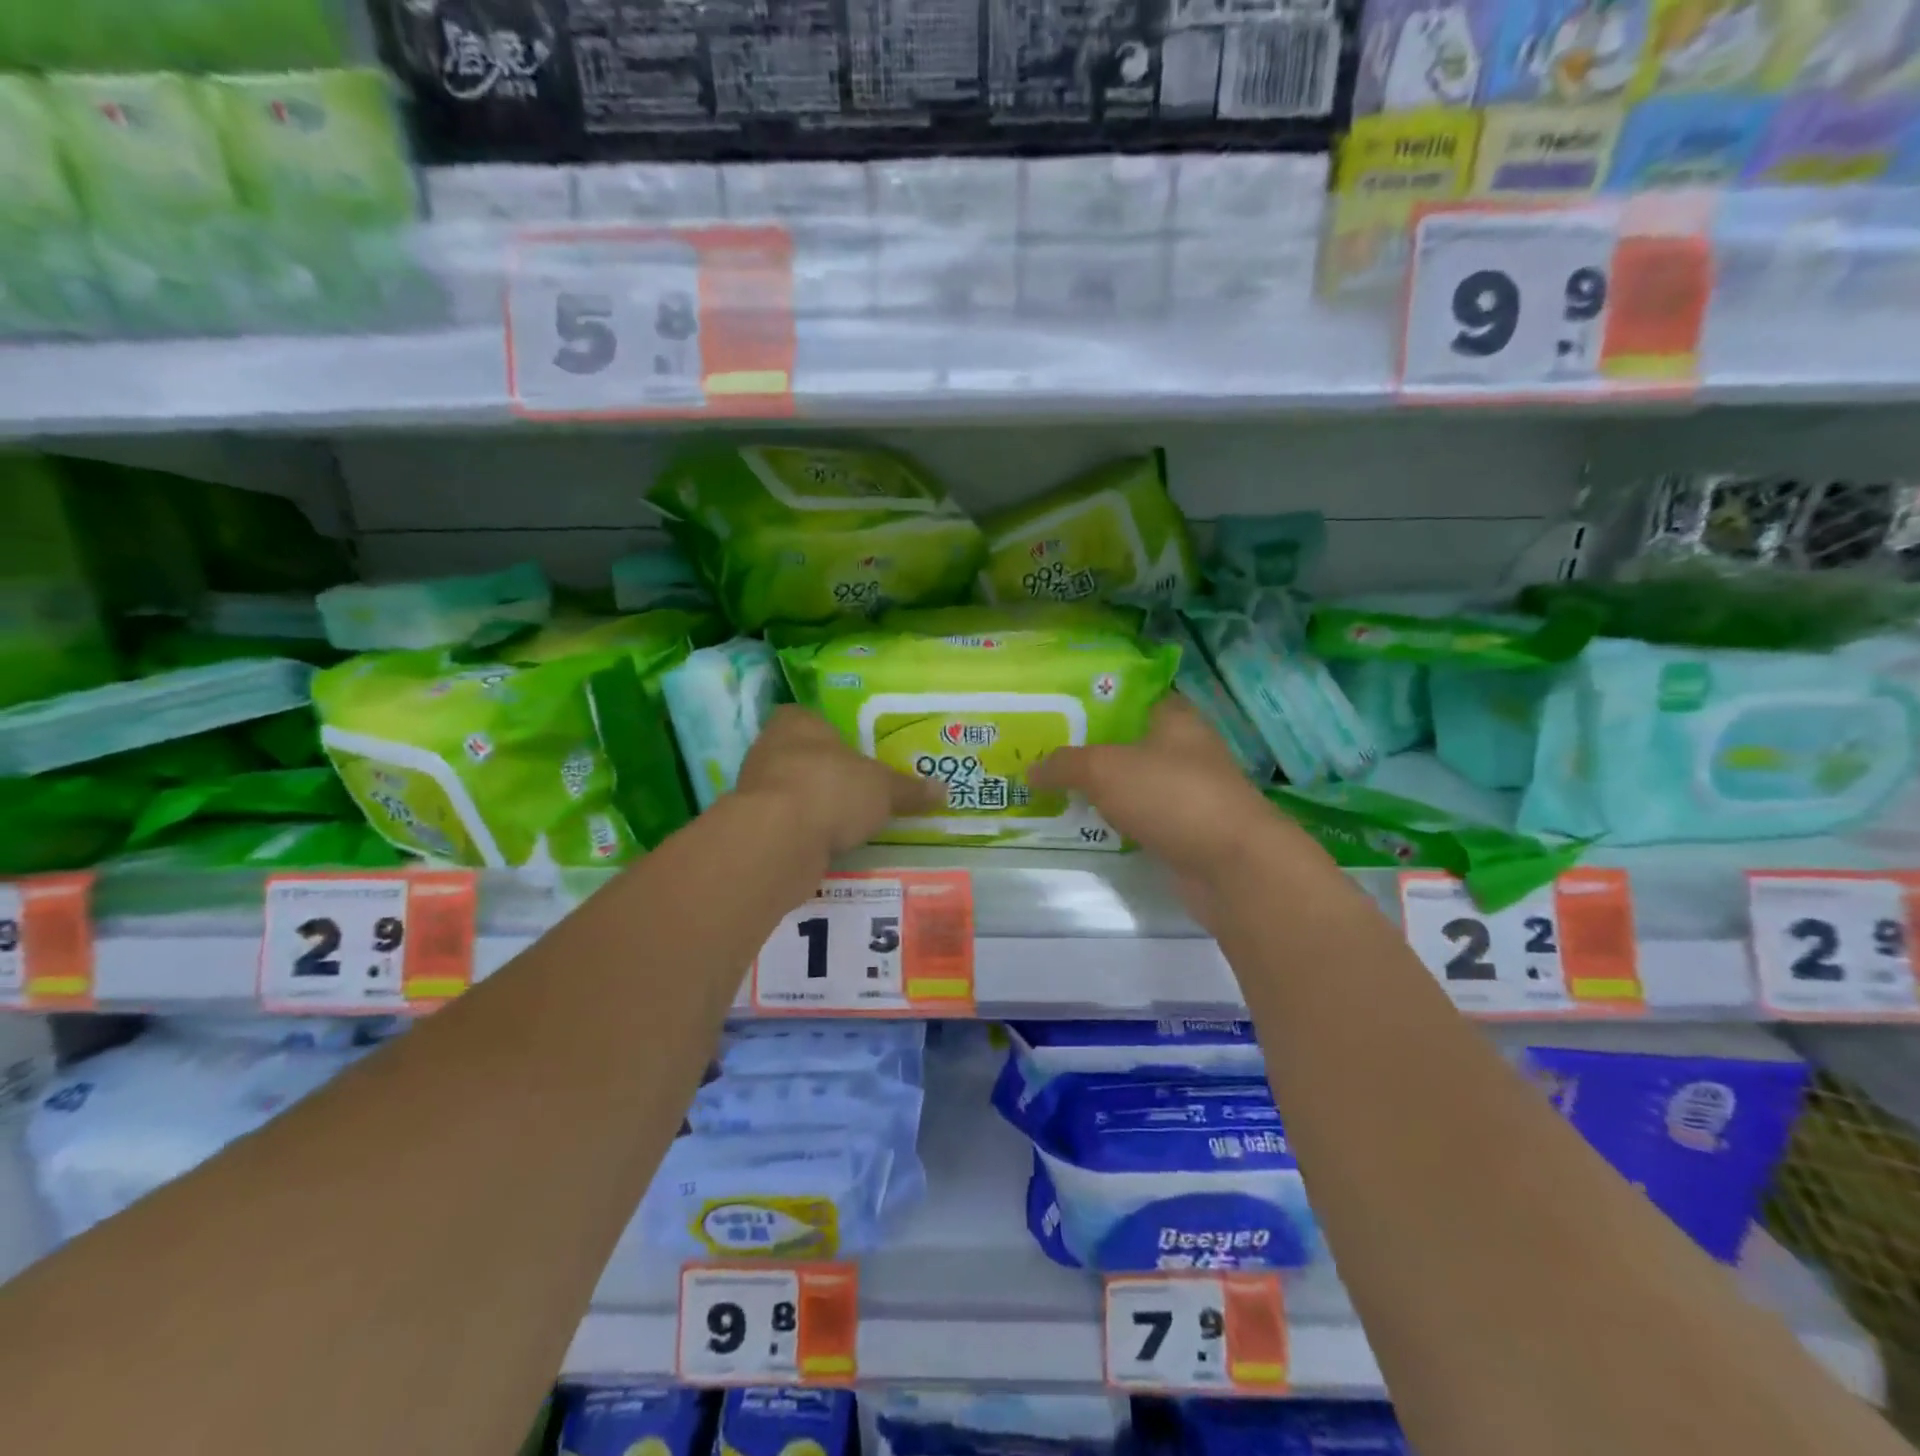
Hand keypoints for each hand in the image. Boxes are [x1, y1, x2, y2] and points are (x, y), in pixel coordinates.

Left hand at [734, 705, 940, 856]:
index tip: (858, 756)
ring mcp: (756, 789)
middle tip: (862, 790)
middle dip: (829, 774)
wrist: (779, 839)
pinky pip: (787, 825)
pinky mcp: (754, 826)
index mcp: (797, 722)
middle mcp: (770, 748)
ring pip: (794, 792)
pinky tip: (828, 845)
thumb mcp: (883, 789)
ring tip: (849, 822)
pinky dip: (805, 833)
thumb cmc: (832, 789)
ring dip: (816, 806)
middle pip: (804, 757)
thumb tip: (943, 790)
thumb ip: (909, 790)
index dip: (836, 737)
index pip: (814, 719)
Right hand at [1031, 698, 1324, 924]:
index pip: (1133, 694)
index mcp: (1175, 717)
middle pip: (1129, 738)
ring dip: (1101, 785)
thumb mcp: (1105, 769)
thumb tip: (1030, 771)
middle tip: (1044, 748)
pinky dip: (1116, 816)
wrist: (1230, 865)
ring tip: (1053, 784)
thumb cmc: (1171, 796)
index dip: (1097, 697)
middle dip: (1090, 744)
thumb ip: (1065, 764)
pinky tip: (1084, 820)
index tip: (1059, 706)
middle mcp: (1185, 748)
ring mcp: (1187, 790)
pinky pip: (1140, 814)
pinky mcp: (1184, 828)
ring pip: (1133, 779)